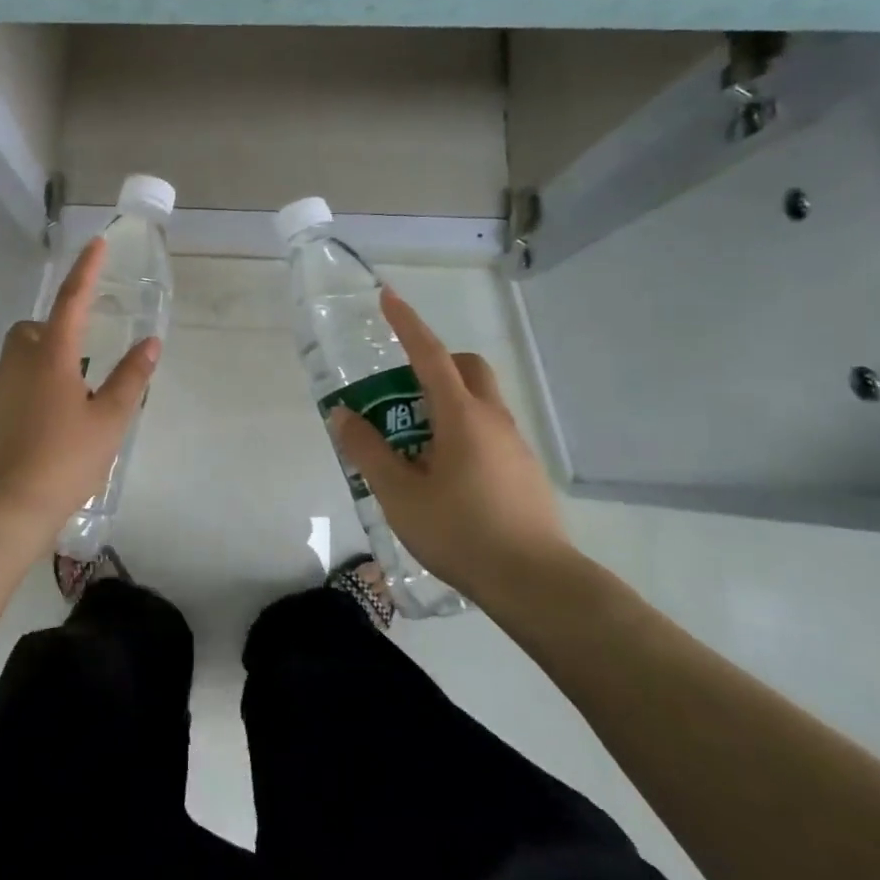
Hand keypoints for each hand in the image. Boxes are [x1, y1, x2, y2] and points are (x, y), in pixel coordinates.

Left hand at [0, 236, 160, 537]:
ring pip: (13, 362)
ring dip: (34, 368)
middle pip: (31, 330)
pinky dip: (17, 397)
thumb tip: (150, 343)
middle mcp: (14, 363)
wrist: (4, 508)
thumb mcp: (110, 421)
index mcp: (51, 356)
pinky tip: (32, 432)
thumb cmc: (65, 460)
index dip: (86, 270)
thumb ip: (131, 378)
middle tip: (76, 367)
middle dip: (51, 334)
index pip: (71, 300)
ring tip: (58, 409)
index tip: (95, 243)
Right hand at [329, 288, 572, 613]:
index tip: (388, 296)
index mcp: (461, 416)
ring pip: (479, 401)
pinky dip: (462, 431)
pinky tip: (445, 476)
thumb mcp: (399, 494)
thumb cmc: (461, 532)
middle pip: (466, 367)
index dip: (407, 323)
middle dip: (434, 363)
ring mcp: (515, 444)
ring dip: (445, 402)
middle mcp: (493, 419)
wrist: (536, 583)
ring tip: (414, 446)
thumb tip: (343, 415)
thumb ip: (368, 451)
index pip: (430, 354)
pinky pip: (488, 430)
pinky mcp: (524, 470)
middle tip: (401, 393)